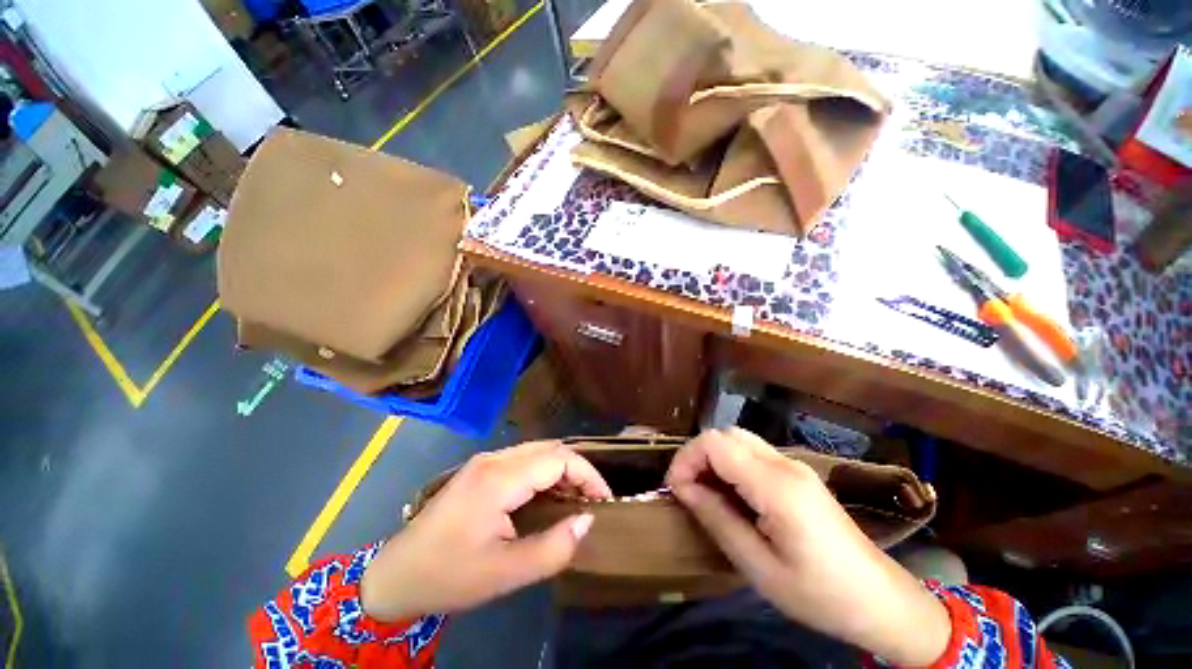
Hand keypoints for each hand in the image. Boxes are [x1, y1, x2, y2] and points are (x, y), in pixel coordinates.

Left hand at [360, 440, 610, 621]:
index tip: (604, 500)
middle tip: (592, 500)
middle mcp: (494, 459)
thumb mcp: (505, 573)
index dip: (587, 475)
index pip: (558, 459)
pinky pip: (524, 459)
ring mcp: (485, 461)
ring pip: (538, 451)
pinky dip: (545, 472)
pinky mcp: (481, 470)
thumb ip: (553, 548)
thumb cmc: (449, 576)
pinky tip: (549, 495)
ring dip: (562, 469)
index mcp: (499, 478)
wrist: (395, 575)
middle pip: (550, 448)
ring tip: (576, 498)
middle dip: (578, 470)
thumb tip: (587, 520)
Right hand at [667, 428, 950, 665]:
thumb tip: (683, 488)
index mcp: (776, 485)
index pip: (714, 443)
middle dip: (697, 456)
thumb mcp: (758, 566)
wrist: (880, 601)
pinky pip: (752, 454)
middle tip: (689, 491)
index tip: (676, 490)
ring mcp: (793, 466)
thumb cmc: (819, 594)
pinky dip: (730, 465)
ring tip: (706, 493)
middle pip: (725, 434)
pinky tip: (732, 495)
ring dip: (713, 459)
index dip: (686, 459)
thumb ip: (717, 519)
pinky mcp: (797, 474)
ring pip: (738, 440)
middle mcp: (784, 463)